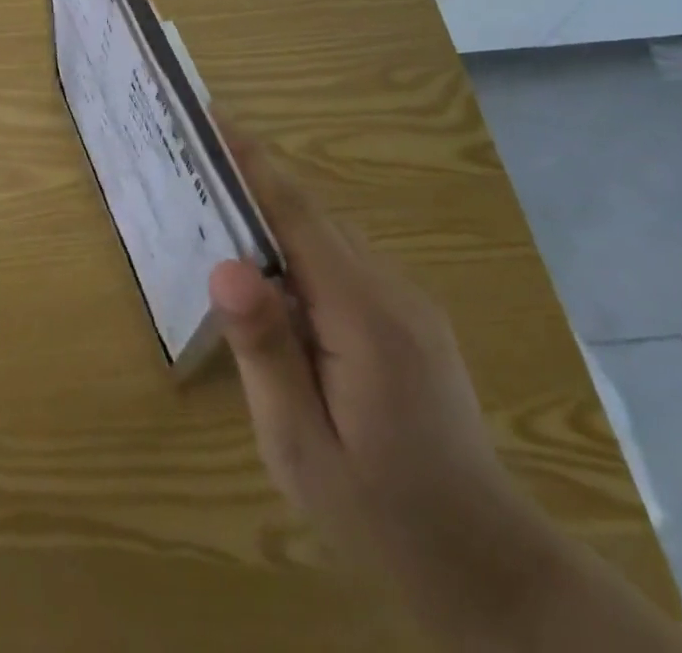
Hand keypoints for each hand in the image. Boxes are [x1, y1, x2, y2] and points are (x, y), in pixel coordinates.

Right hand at [210, 132, 681, 650]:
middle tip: (194, 155)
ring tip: (217, 203)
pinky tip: (270, 275)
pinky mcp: (409, 317)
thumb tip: (226, 266)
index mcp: (363, 315)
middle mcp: (390, 290)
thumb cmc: (380, 514)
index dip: (252, 162)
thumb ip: (265, 352)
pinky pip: (344, 261)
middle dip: (253, 178)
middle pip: (312, 214)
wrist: (487, 566)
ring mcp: (406, 301)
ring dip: (274, 212)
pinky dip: (299, 246)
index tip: (212, 116)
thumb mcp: (301, 447)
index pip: (298, 214)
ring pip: (329, 234)